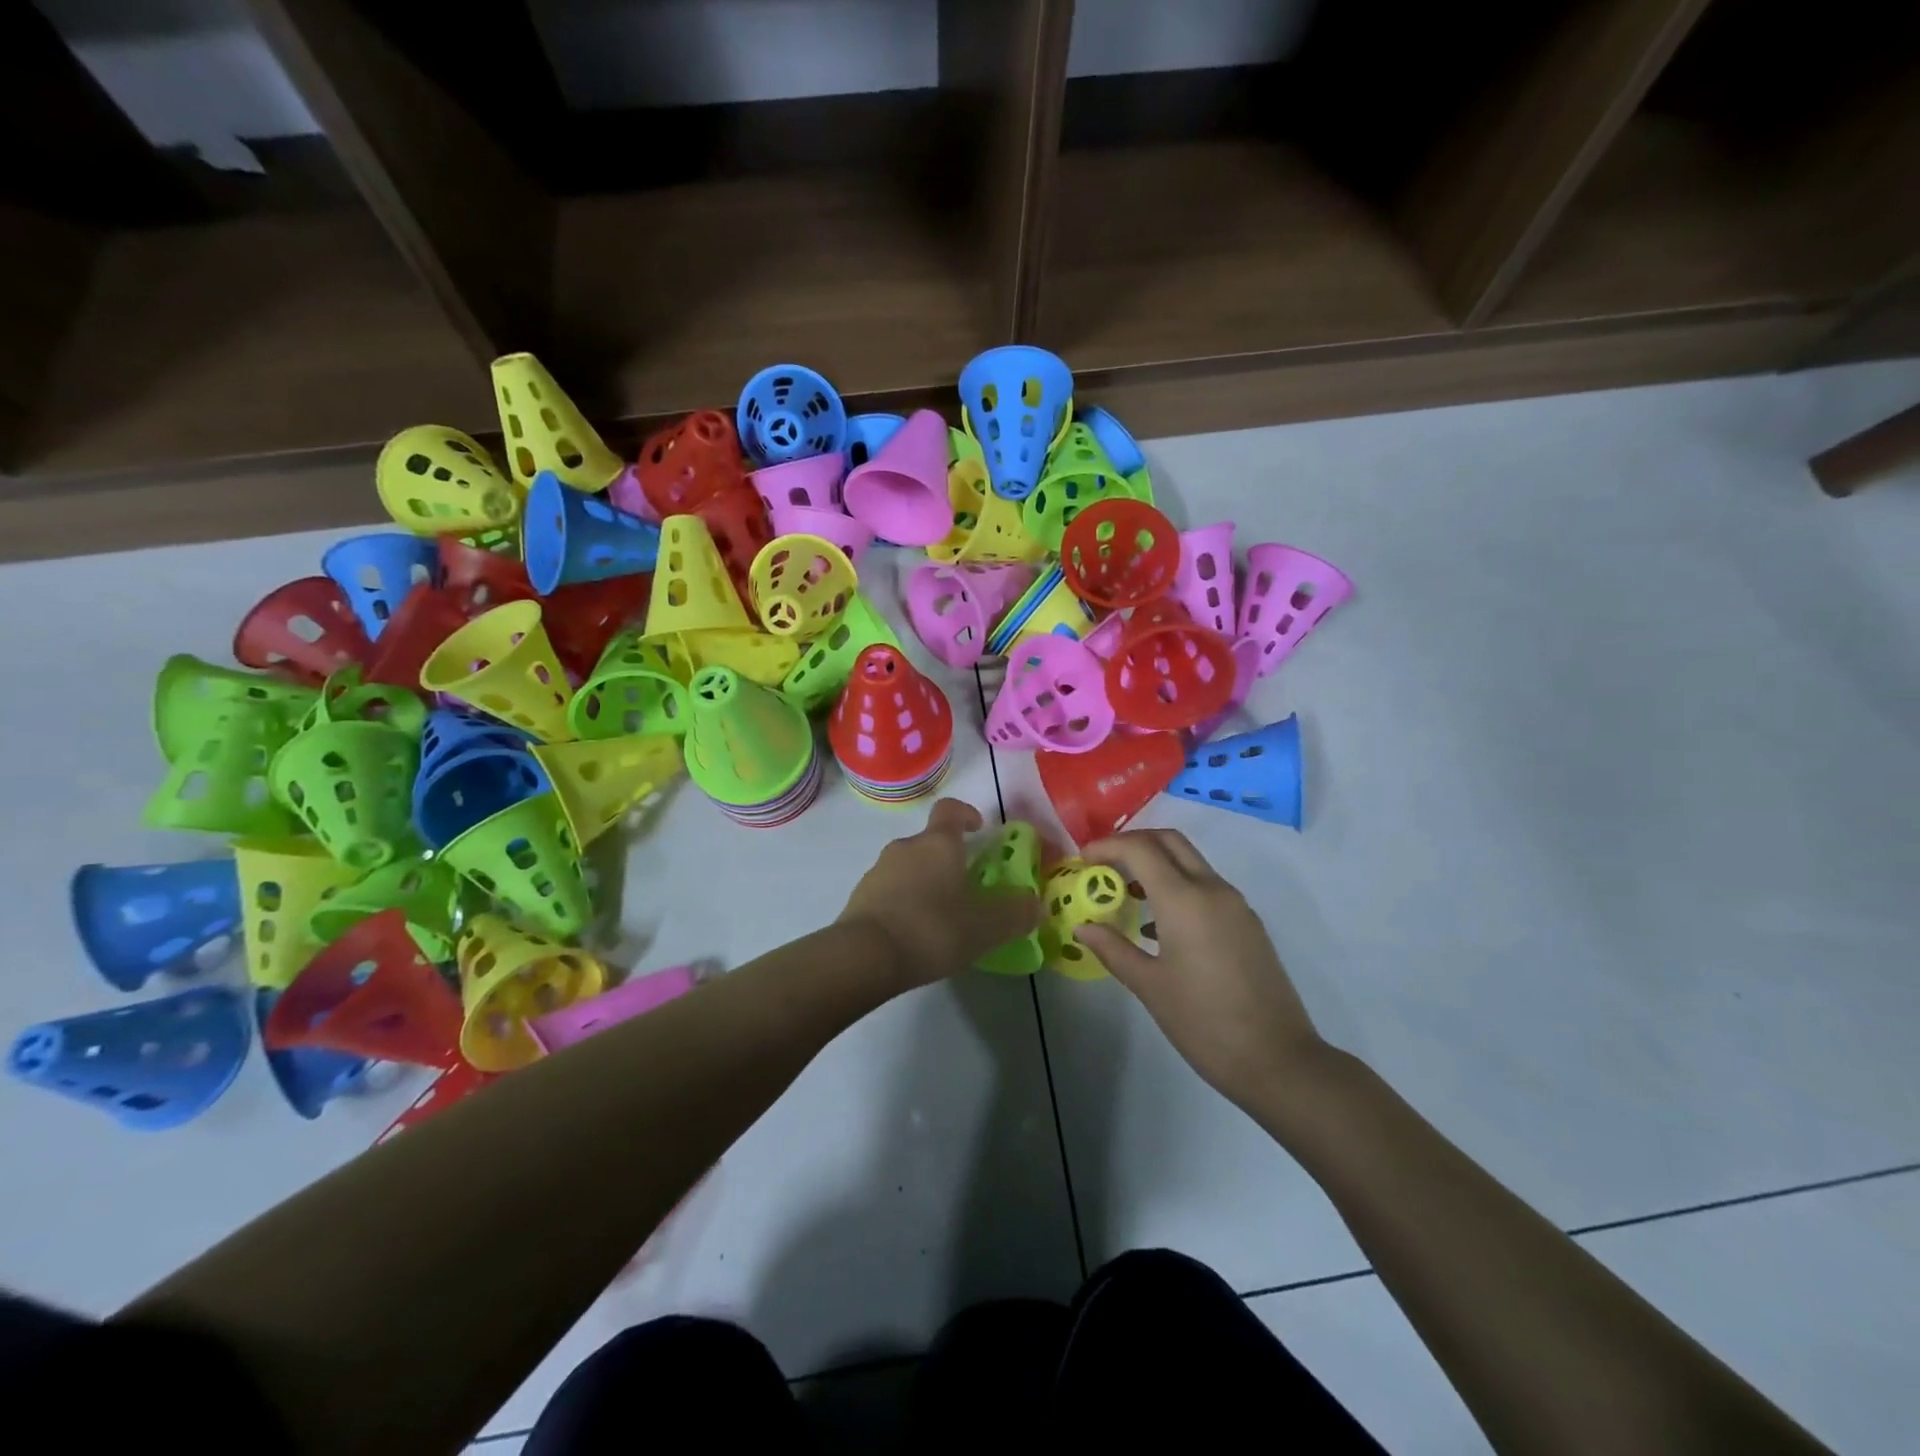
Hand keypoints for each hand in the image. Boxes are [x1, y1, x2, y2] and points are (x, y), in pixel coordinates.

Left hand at [839, 799, 1041, 990]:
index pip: (951, 810)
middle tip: (968, 887)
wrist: (864, 956)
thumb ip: (1015, 913)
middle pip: (930, 842)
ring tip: (942, 915)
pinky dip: (905, 901)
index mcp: (938, 843)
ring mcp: (878, 870)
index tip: (979, 828)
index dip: (966, 814)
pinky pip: (890, 890)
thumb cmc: (932, 929)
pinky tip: (915, 932)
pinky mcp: (860, 897)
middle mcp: (906, 847)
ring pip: (909, 866)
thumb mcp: (985, 927)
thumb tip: (1035, 904)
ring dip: (926, 881)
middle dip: (949, 859)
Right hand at [1076, 829, 1327, 1109]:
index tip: (1082, 859)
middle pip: (1169, 841)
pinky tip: (1157, 924)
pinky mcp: (1247, 923)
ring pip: (1190, 861)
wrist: (1278, 1060)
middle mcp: (1212, 889)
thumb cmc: (1204, 1023)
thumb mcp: (1149, 986)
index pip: (1140, 849)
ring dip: (1156, 863)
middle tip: (1104, 863)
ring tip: (1124, 892)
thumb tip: (1083, 927)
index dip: (1107, 846)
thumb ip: (1113, 948)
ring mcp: (1235, 905)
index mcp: (1184, 900)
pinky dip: (1177, 885)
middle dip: (1133, 842)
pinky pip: (1205, 886)